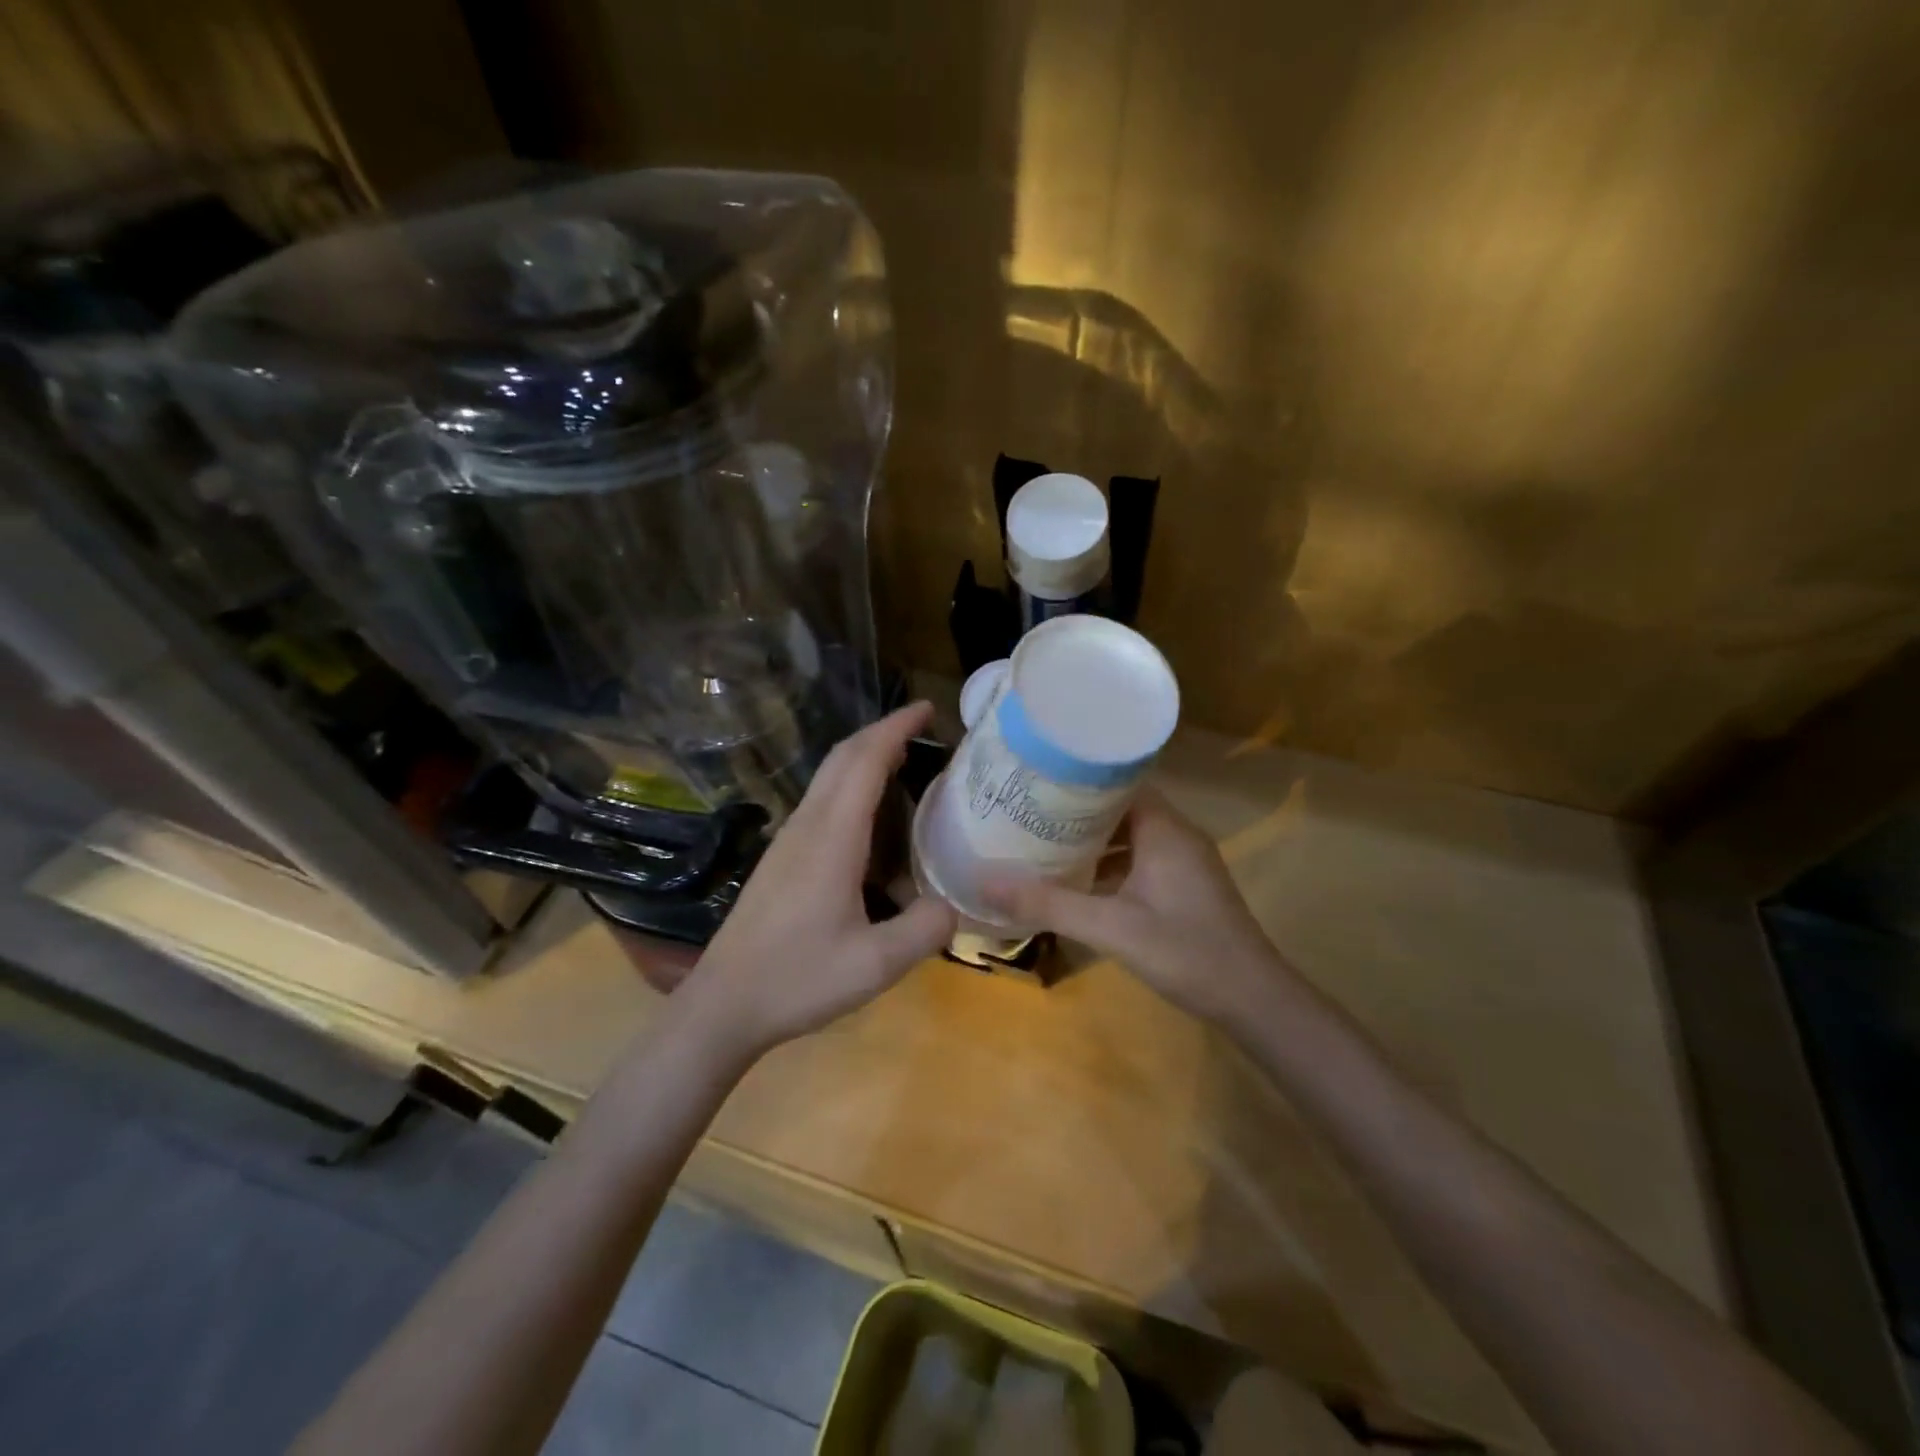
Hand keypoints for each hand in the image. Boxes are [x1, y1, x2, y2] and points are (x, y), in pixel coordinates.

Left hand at [678, 702, 956, 1059]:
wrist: (723, 1005)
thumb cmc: (798, 980)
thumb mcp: (876, 965)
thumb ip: (926, 929)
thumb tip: (955, 904)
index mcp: (832, 838)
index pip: (865, 762)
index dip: (896, 728)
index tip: (928, 708)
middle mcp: (808, 826)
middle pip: (842, 757)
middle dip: (882, 731)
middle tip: (923, 726)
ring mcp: (789, 840)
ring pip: (828, 777)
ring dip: (864, 756)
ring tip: (904, 761)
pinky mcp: (781, 858)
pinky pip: (821, 800)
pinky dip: (850, 784)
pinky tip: (870, 815)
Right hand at [985, 788, 1288, 1026]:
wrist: (1253, 999)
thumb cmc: (1185, 951)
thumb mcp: (1111, 927)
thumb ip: (1049, 904)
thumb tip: (986, 882)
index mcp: (1163, 828)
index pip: (1117, 782)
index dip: (1077, 780)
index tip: (1036, 781)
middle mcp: (1176, 834)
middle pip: (1120, 807)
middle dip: (1077, 811)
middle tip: (1029, 812)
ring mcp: (1184, 861)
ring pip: (1130, 835)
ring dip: (1092, 840)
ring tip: (1044, 842)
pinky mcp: (1185, 885)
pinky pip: (1141, 859)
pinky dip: (1110, 864)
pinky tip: (1079, 883)